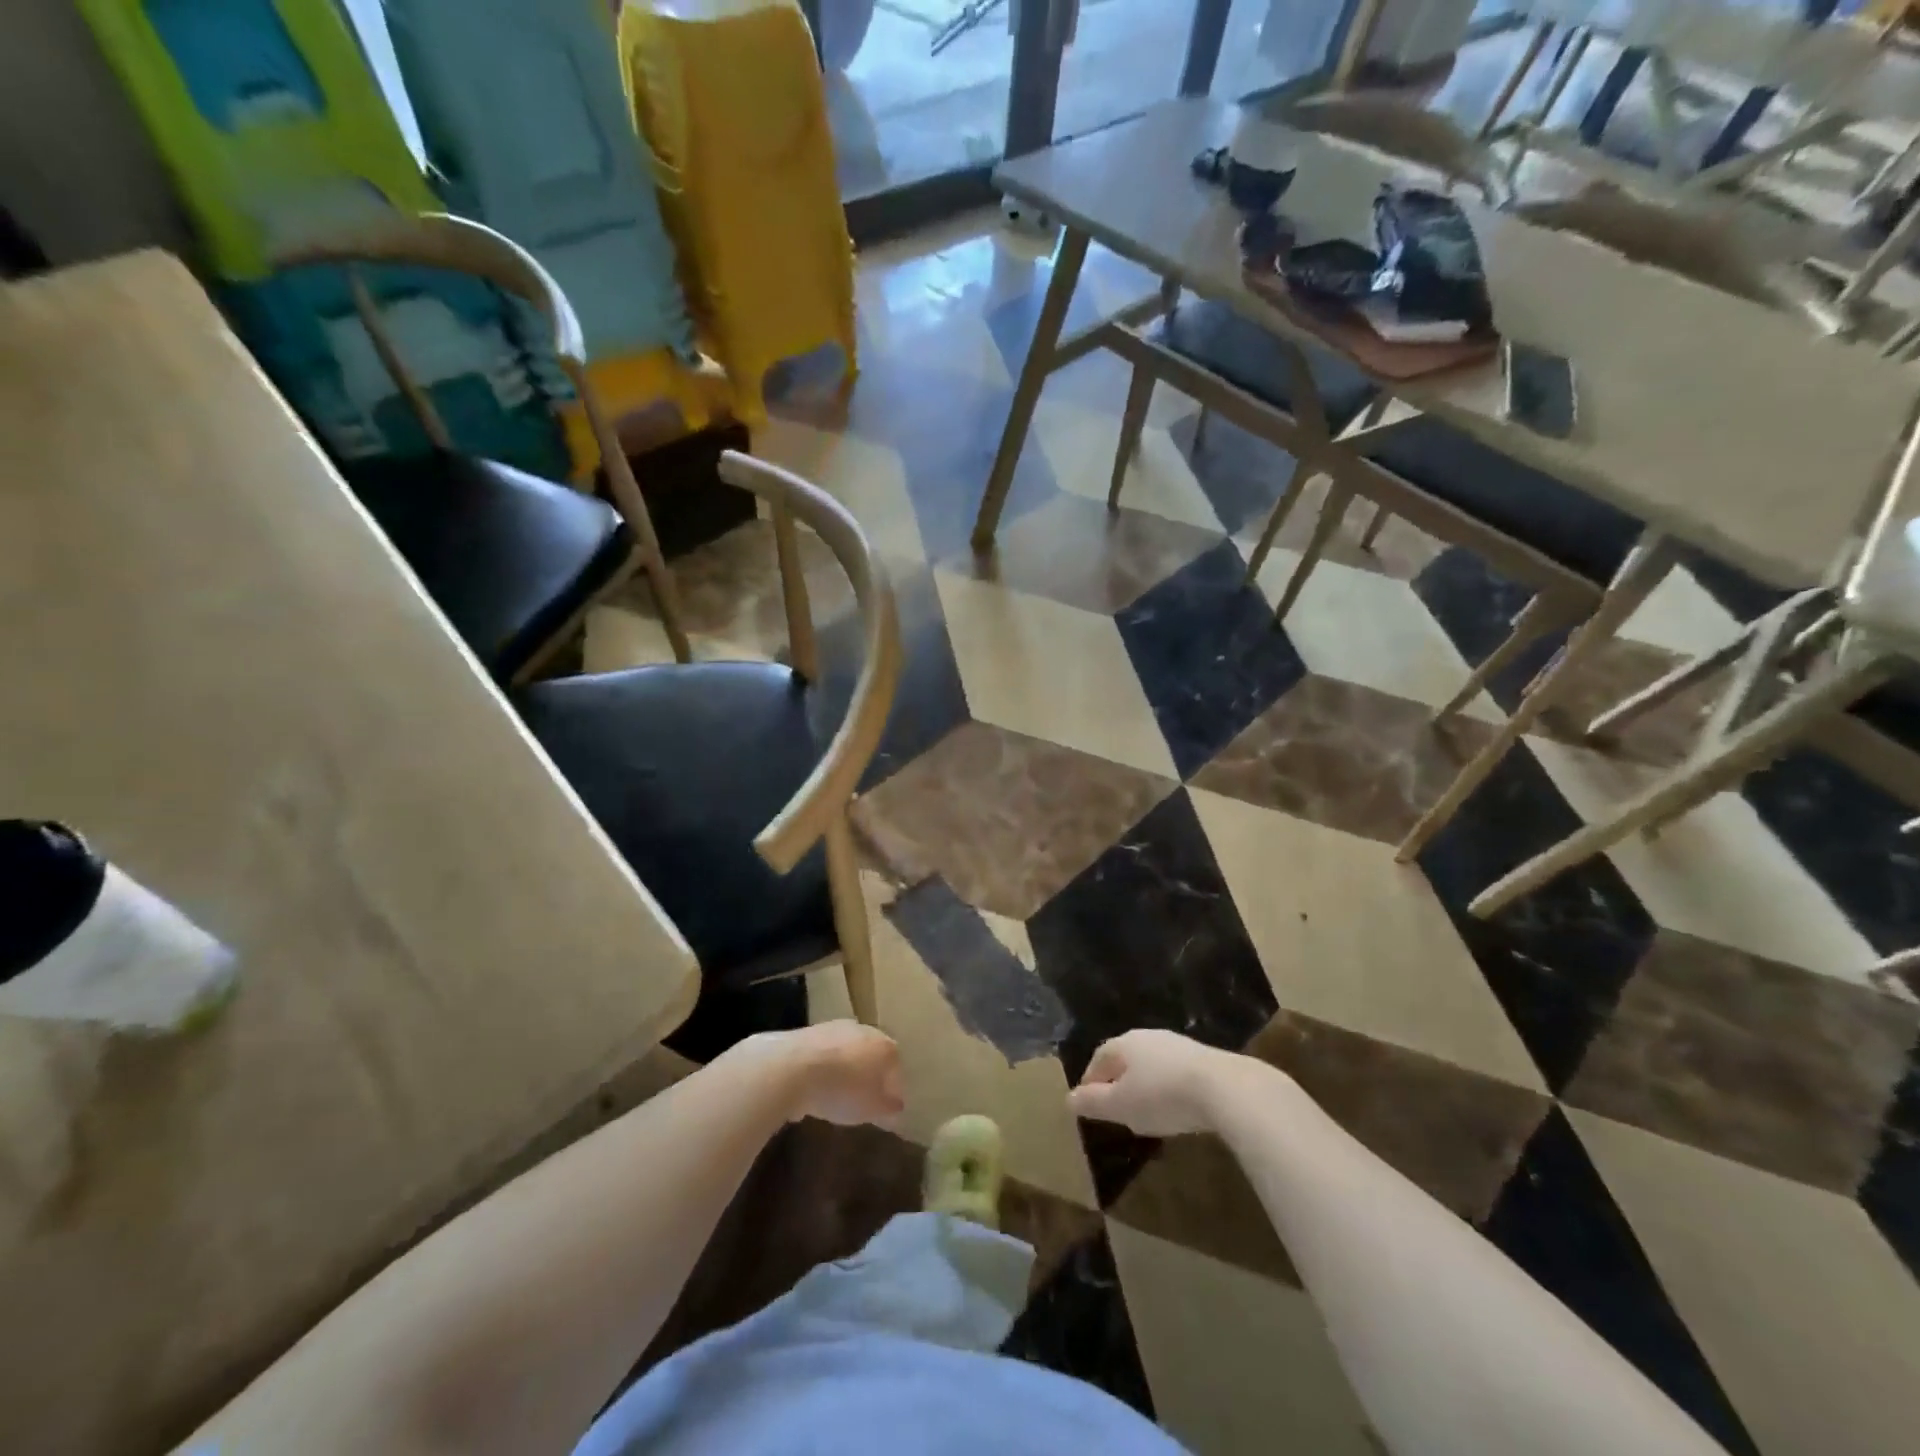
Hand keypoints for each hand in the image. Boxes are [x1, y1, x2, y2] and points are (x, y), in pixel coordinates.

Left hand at [745, 1022, 904, 1126]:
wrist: (791, 1068)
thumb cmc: (842, 1090)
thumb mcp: (871, 1109)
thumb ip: (888, 1108)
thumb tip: (896, 1106)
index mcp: (884, 1047)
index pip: (896, 1068)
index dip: (893, 1090)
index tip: (888, 1110)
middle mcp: (863, 1030)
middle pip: (871, 1056)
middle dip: (869, 1076)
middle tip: (863, 1100)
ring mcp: (834, 1027)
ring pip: (846, 1053)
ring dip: (844, 1071)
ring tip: (835, 1098)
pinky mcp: (808, 1032)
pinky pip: (822, 1056)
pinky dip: (821, 1070)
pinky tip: (812, 1091)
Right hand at [1068, 1029, 1240, 1136]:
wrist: (1223, 1087)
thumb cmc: (1162, 1095)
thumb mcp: (1122, 1106)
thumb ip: (1094, 1102)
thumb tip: (1068, 1098)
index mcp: (1123, 1044)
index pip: (1098, 1058)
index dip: (1091, 1079)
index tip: (1087, 1101)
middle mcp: (1147, 1036)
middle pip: (1125, 1057)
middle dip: (1118, 1079)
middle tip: (1115, 1105)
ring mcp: (1177, 1044)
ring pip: (1151, 1063)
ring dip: (1144, 1083)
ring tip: (1145, 1107)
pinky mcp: (1202, 1057)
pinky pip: (1174, 1071)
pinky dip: (1168, 1086)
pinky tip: (1175, 1104)